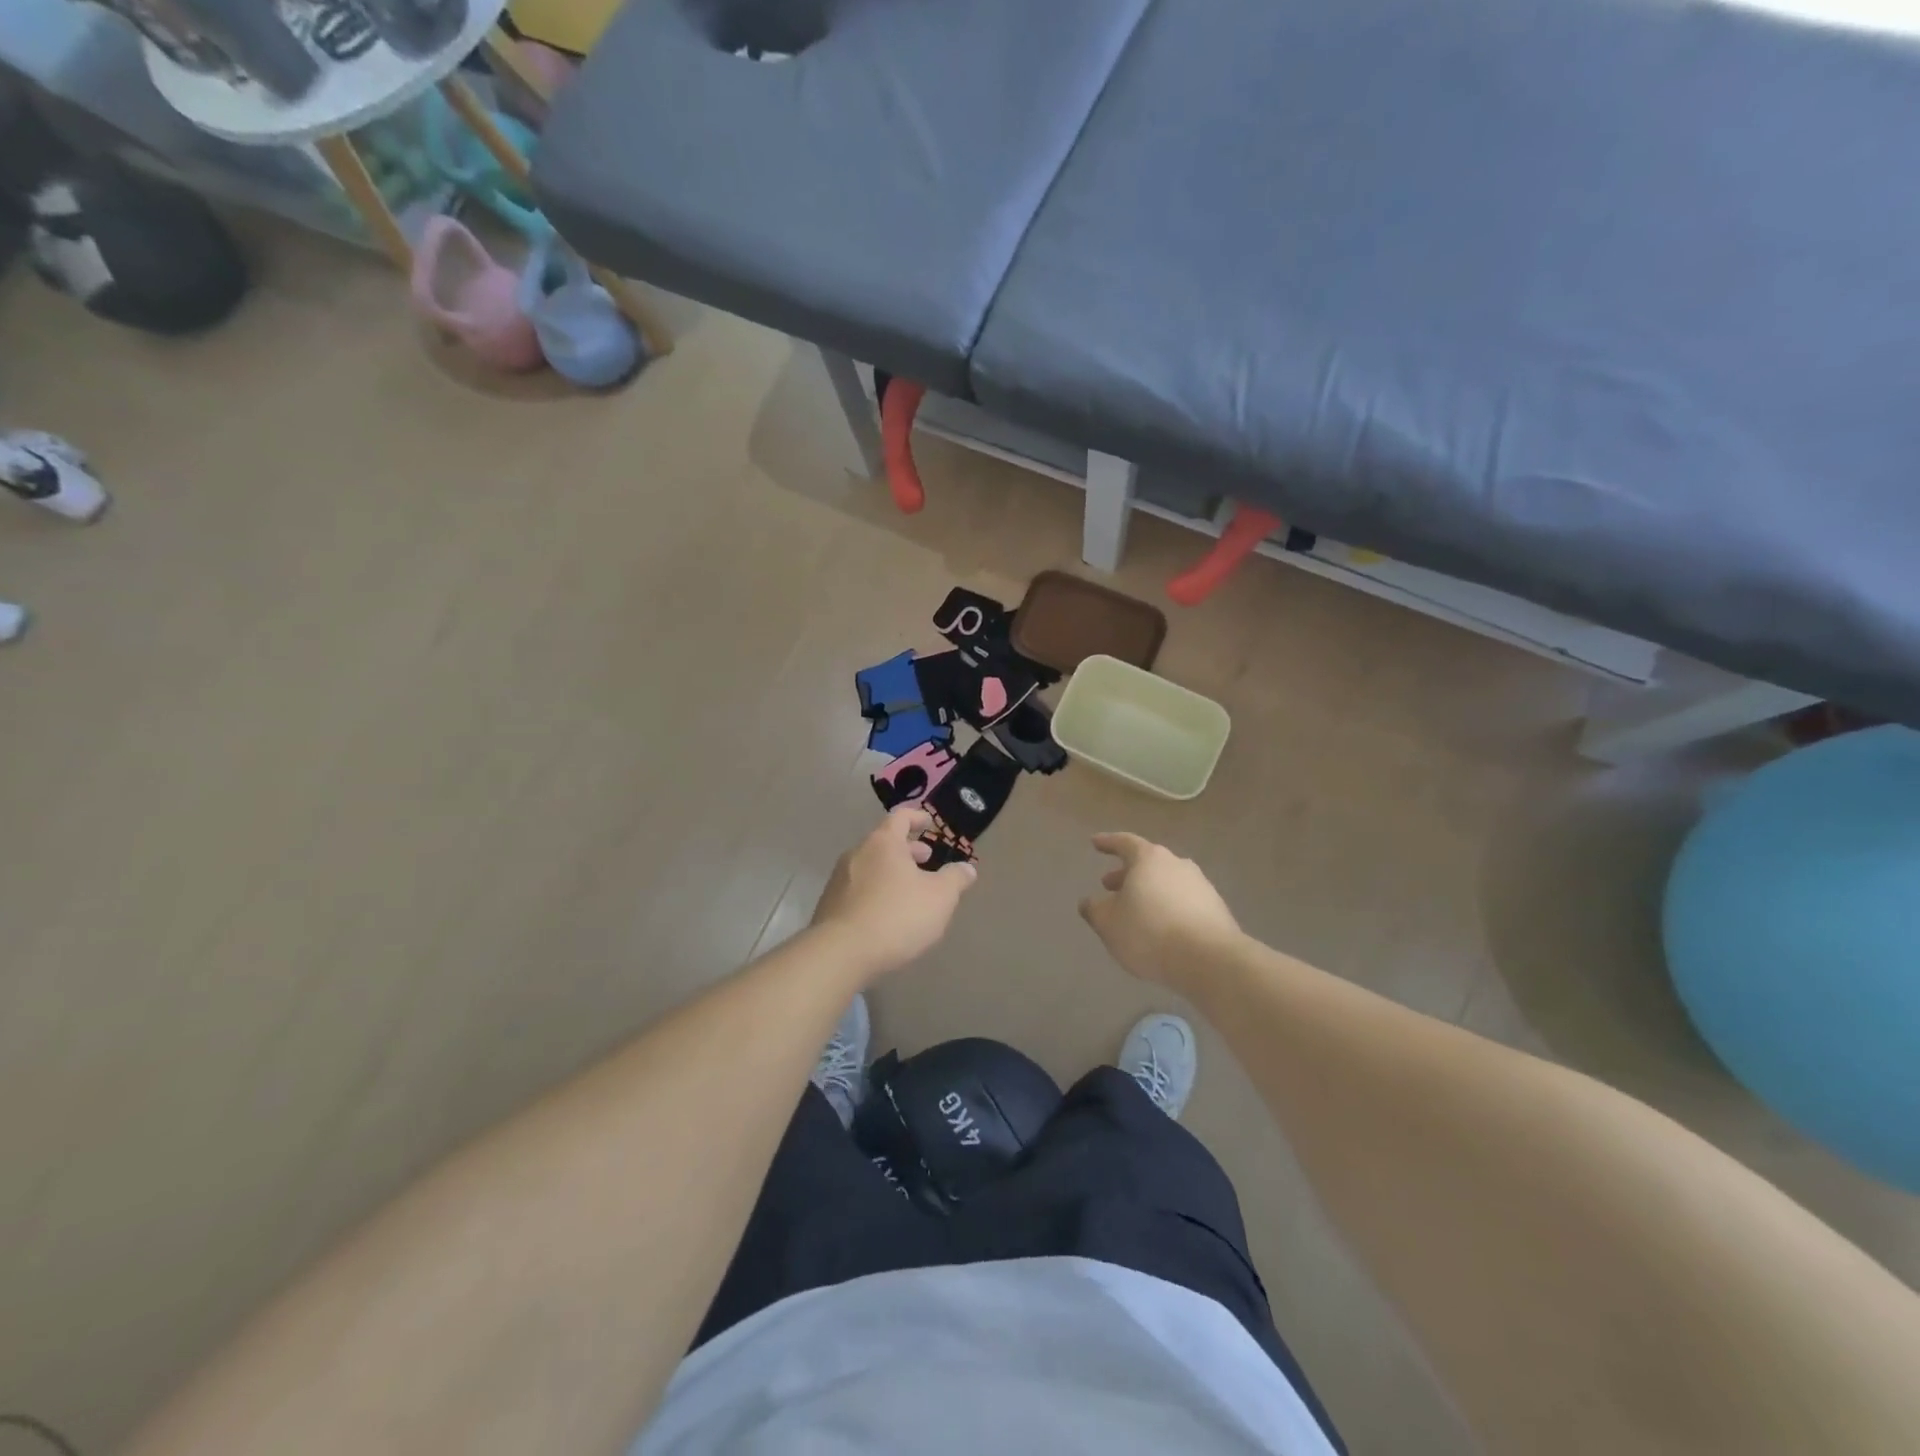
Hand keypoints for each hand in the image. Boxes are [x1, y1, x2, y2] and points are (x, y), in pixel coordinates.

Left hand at [810, 809, 976, 981]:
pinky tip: (887, 914)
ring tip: (910, 889)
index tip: (929, 823)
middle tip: (926, 859)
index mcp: (883, 843)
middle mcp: (857, 854)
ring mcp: (839, 880)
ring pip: (871, 866)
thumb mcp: (940, 897)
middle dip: (907, 849)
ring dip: (891, 872)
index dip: (917, 817)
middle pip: (884, 842)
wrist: (841, 953)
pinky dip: (876, 891)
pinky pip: (858, 889)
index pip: (900, 817)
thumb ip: (955, 879)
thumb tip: (967, 868)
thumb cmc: (897, 916)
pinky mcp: (829, 906)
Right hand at [1079, 832, 1240, 986]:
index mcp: (1149, 859)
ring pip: (1166, 882)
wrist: (1210, 960)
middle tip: (1109, 886)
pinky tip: (1161, 928)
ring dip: (1148, 892)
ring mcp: (1200, 885)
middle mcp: (1177, 864)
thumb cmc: (1149, 933)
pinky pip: (1183, 901)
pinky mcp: (1216, 908)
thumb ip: (1095, 910)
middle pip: (1147, 863)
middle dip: (1126, 873)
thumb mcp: (1109, 924)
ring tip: (1135, 911)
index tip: (1095, 842)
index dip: (1107, 842)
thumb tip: (1089, 902)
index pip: (1124, 842)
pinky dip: (1167, 908)